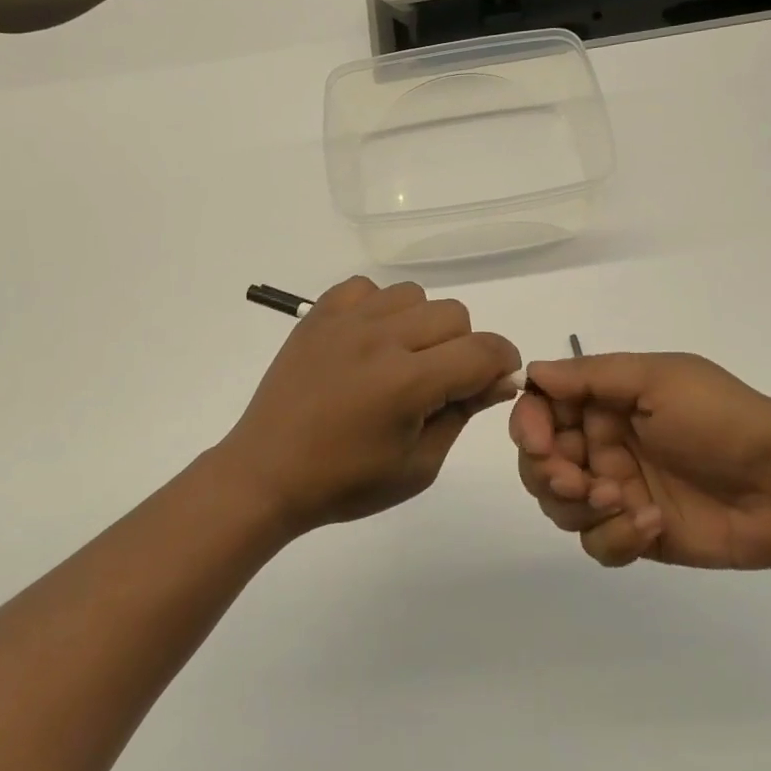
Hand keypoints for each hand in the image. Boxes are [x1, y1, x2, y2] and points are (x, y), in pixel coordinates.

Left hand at [221, 276, 522, 532]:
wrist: (267, 473)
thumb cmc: (345, 482)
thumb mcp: (418, 466)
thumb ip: (463, 414)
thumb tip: (500, 379)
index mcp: (407, 382)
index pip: (483, 350)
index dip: (503, 364)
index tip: (494, 382)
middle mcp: (380, 339)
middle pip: (454, 315)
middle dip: (463, 348)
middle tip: (438, 383)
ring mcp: (345, 321)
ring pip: (414, 294)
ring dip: (421, 325)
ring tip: (400, 360)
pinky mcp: (318, 314)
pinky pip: (366, 288)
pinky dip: (379, 308)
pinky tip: (368, 342)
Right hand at [509, 351, 770, 569]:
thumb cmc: (721, 420)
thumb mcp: (658, 380)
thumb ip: (591, 376)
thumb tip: (531, 373)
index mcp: (604, 402)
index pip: (540, 410)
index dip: (529, 426)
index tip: (540, 443)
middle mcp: (602, 445)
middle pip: (539, 464)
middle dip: (549, 474)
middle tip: (580, 482)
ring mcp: (617, 492)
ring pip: (559, 507)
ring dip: (579, 507)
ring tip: (620, 501)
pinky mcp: (637, 535)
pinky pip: (596, 544)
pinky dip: (615, 538)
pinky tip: (652, 525)